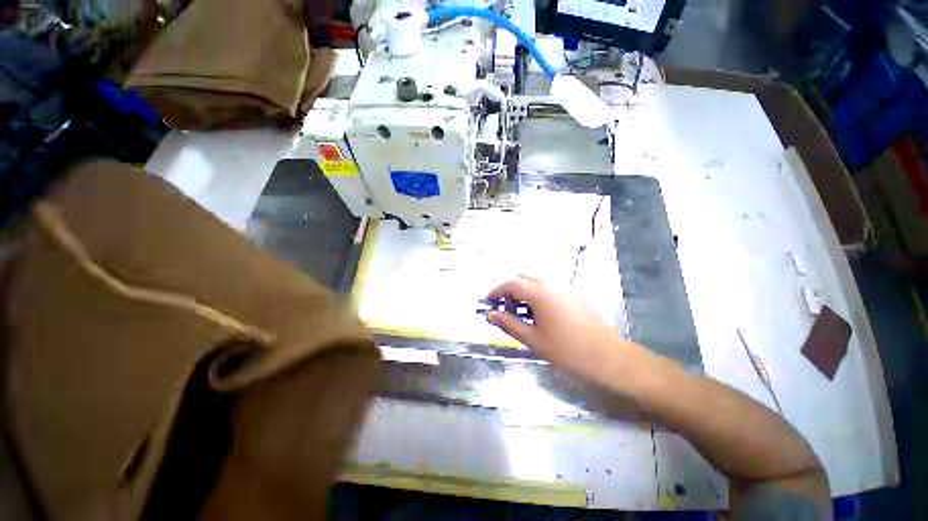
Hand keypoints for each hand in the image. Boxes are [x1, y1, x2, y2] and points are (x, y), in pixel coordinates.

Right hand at [486, 275, 643, 384]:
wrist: (609, 357)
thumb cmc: (567, 351)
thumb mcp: (534, 340)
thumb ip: (510, 324)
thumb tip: (490, 315)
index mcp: (541, 295)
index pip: (512, 284)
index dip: (498, 290)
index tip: (489, 300)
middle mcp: (554, 285)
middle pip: (525, 277)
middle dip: (512, 288)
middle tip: (507, 307)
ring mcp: (568, 288)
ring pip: (540, 281)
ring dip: (526, 290)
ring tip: (525, 312)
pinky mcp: (578, 294)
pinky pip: (553, 288)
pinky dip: (541, 294)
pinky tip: (545, 314)